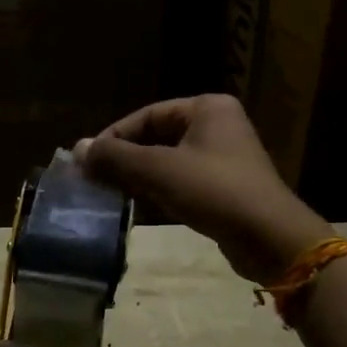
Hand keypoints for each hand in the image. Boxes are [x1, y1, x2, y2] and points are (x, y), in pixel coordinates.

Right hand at [75, 95, 332, 281]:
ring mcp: (223, 158)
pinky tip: (139, 207)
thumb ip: (116, 158)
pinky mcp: (225, 188)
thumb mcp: (159, 170)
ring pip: (168, 161)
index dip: (115, 137)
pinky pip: (182, 181)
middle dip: (126, 158)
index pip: (147, 115)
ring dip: (140, 177)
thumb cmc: (214, 191)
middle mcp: (217, 126)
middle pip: (157, 137)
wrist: (270, 238)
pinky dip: (160, 191)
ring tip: (110, 194)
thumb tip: (77, 149)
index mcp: (207, 108)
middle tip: (95, 180)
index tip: (88, 161)